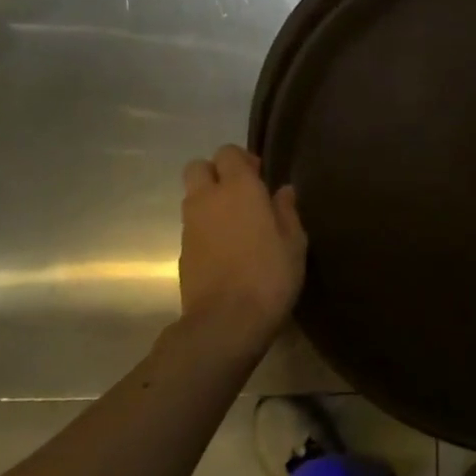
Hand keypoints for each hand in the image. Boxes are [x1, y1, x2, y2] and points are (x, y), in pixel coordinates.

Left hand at [179, 146, 305, 346]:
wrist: (226, 322)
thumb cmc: (269, 275)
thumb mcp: (293, 242)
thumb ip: (286, 211)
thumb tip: (283, 190)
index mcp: (238, 188)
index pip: (227, 152)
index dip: (242, 160)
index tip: (260, 177)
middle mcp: (207, 199)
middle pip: (198, 167)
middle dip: (216, 173)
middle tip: (241, 194)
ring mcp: (190, 226)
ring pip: (192, 196)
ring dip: (209, 200)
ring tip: (235, 223)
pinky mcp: (182, 252)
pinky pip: (191, 225)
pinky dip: (205, 227)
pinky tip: (225, 248)